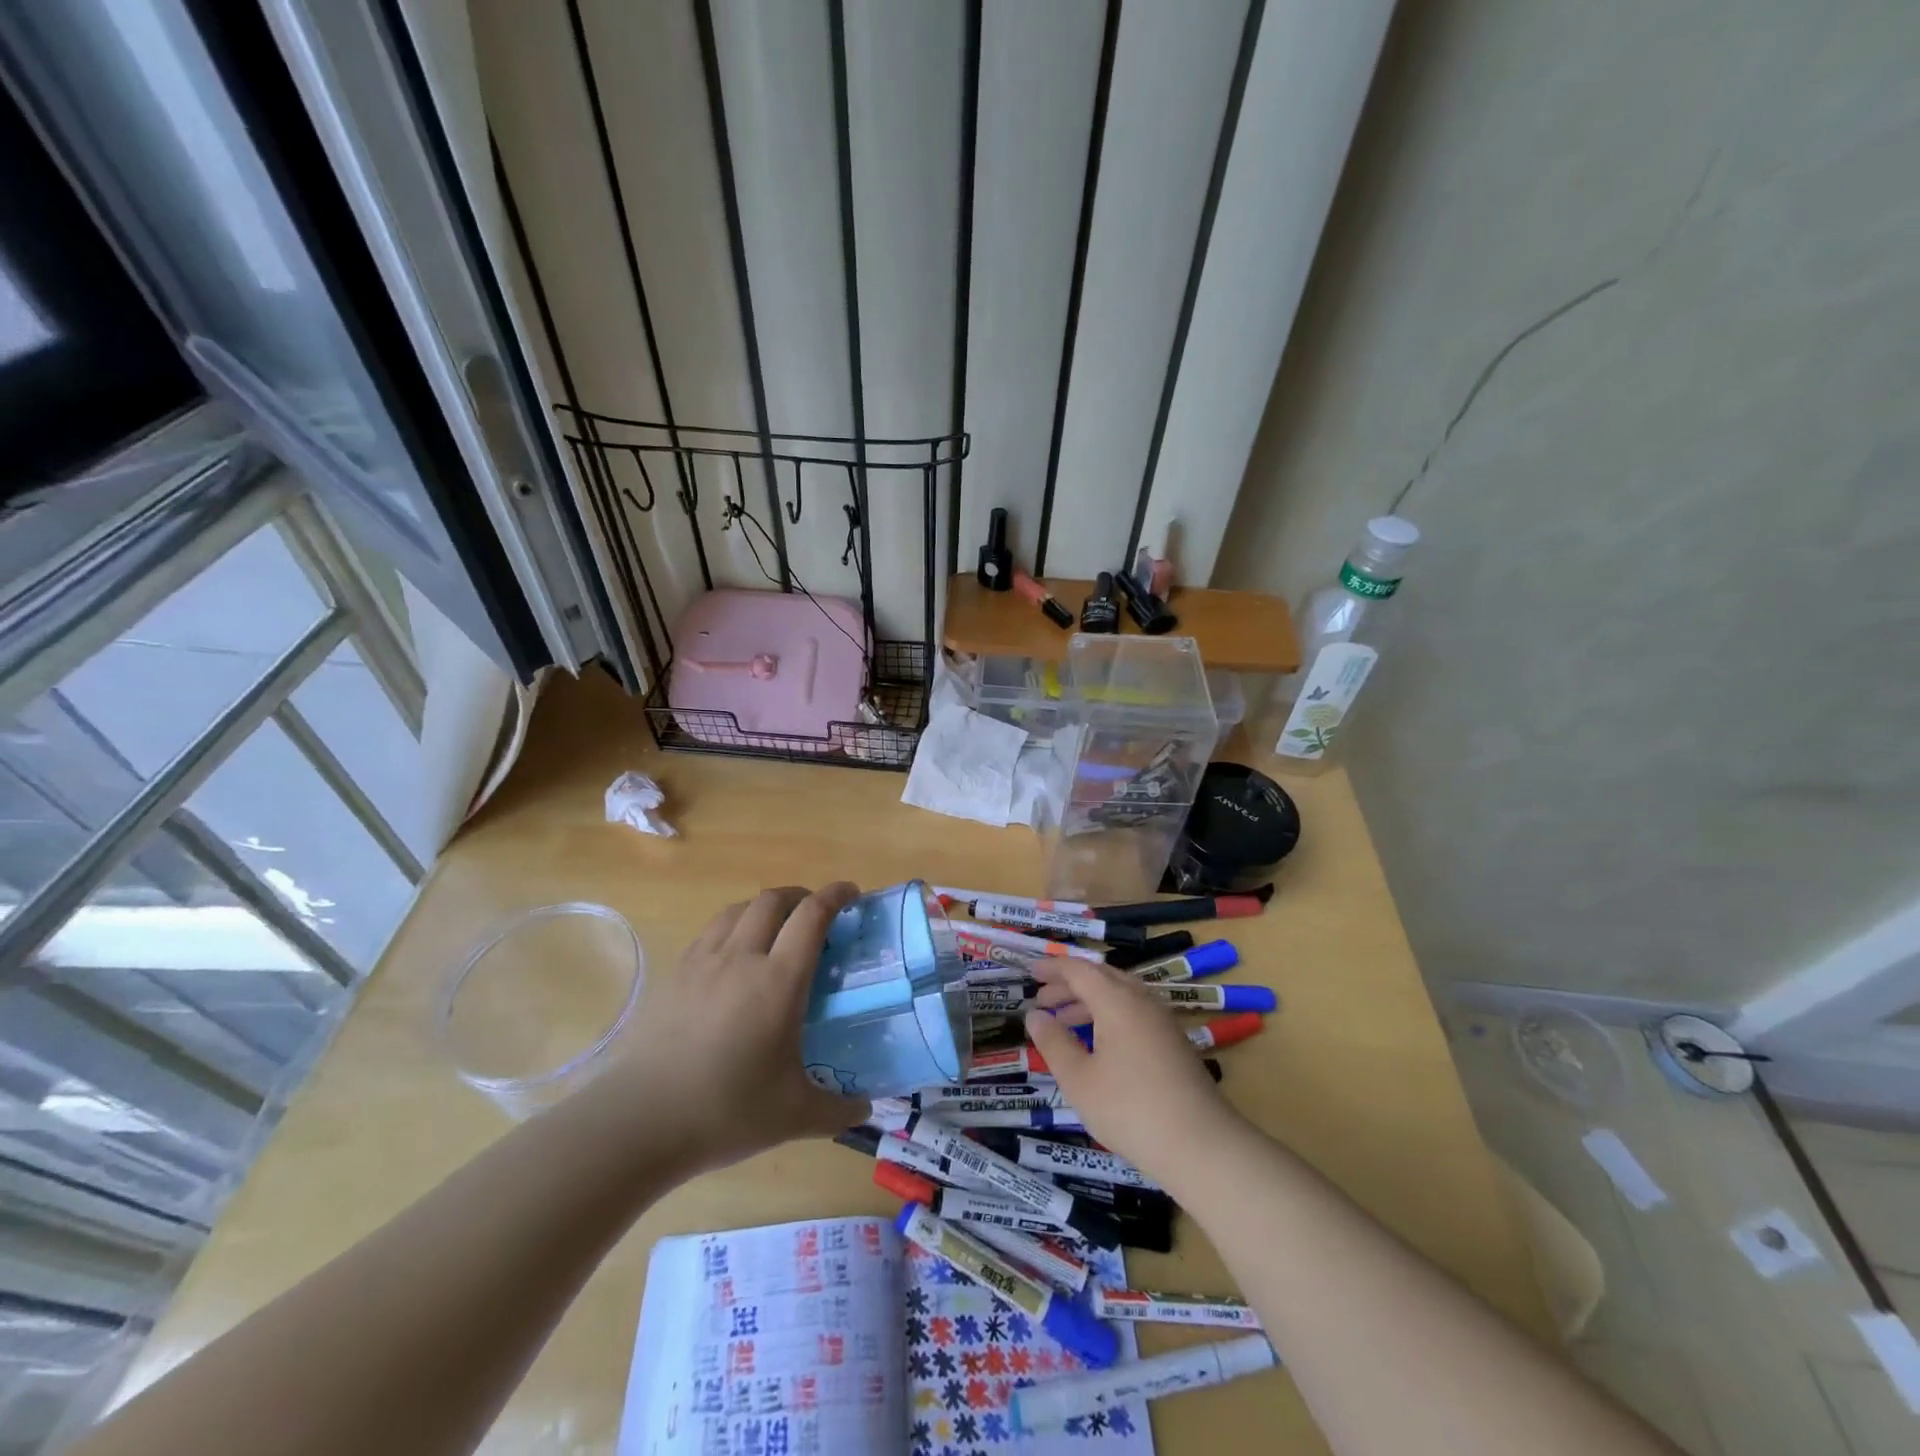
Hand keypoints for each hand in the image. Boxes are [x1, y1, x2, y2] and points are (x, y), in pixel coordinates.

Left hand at [605, 884, 870, 1172]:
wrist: (639, 1122)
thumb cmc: (725, 1112)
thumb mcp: (794, 1117)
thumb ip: (838, 1110)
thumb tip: (867, 1109)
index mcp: (778, 981)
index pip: (812, 916)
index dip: (835, 895)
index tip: (852, 893)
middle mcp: (741, 958)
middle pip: (773, 900)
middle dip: (800, 896)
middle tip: (815, 914)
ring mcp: (702, 962)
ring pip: (738, 909)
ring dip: (765, 906)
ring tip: (776, 927)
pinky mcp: (674, 974)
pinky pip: (711, 930)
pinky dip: (733, 925)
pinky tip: (733, 955)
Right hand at [1024, 959, 1240, 1182]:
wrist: (1202, 1145)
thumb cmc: (1130, 1109)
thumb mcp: (1079, 1080)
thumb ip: (1054, 1043)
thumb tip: (1035, 1015)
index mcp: (1116, 1000)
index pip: (1079, 970)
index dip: (1052, 969)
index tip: (1029, 973)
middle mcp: (1141, 1000)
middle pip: (1101, 977)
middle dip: (1069, 984)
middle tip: (1042, 999)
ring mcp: (1162, 1021)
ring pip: (1119, 995)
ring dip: (1088, 1001)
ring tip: (1062, 1021)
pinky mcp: (1173, 1042)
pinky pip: (1133, 1012)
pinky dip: (1108, 1016)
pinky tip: (1097, 1044)